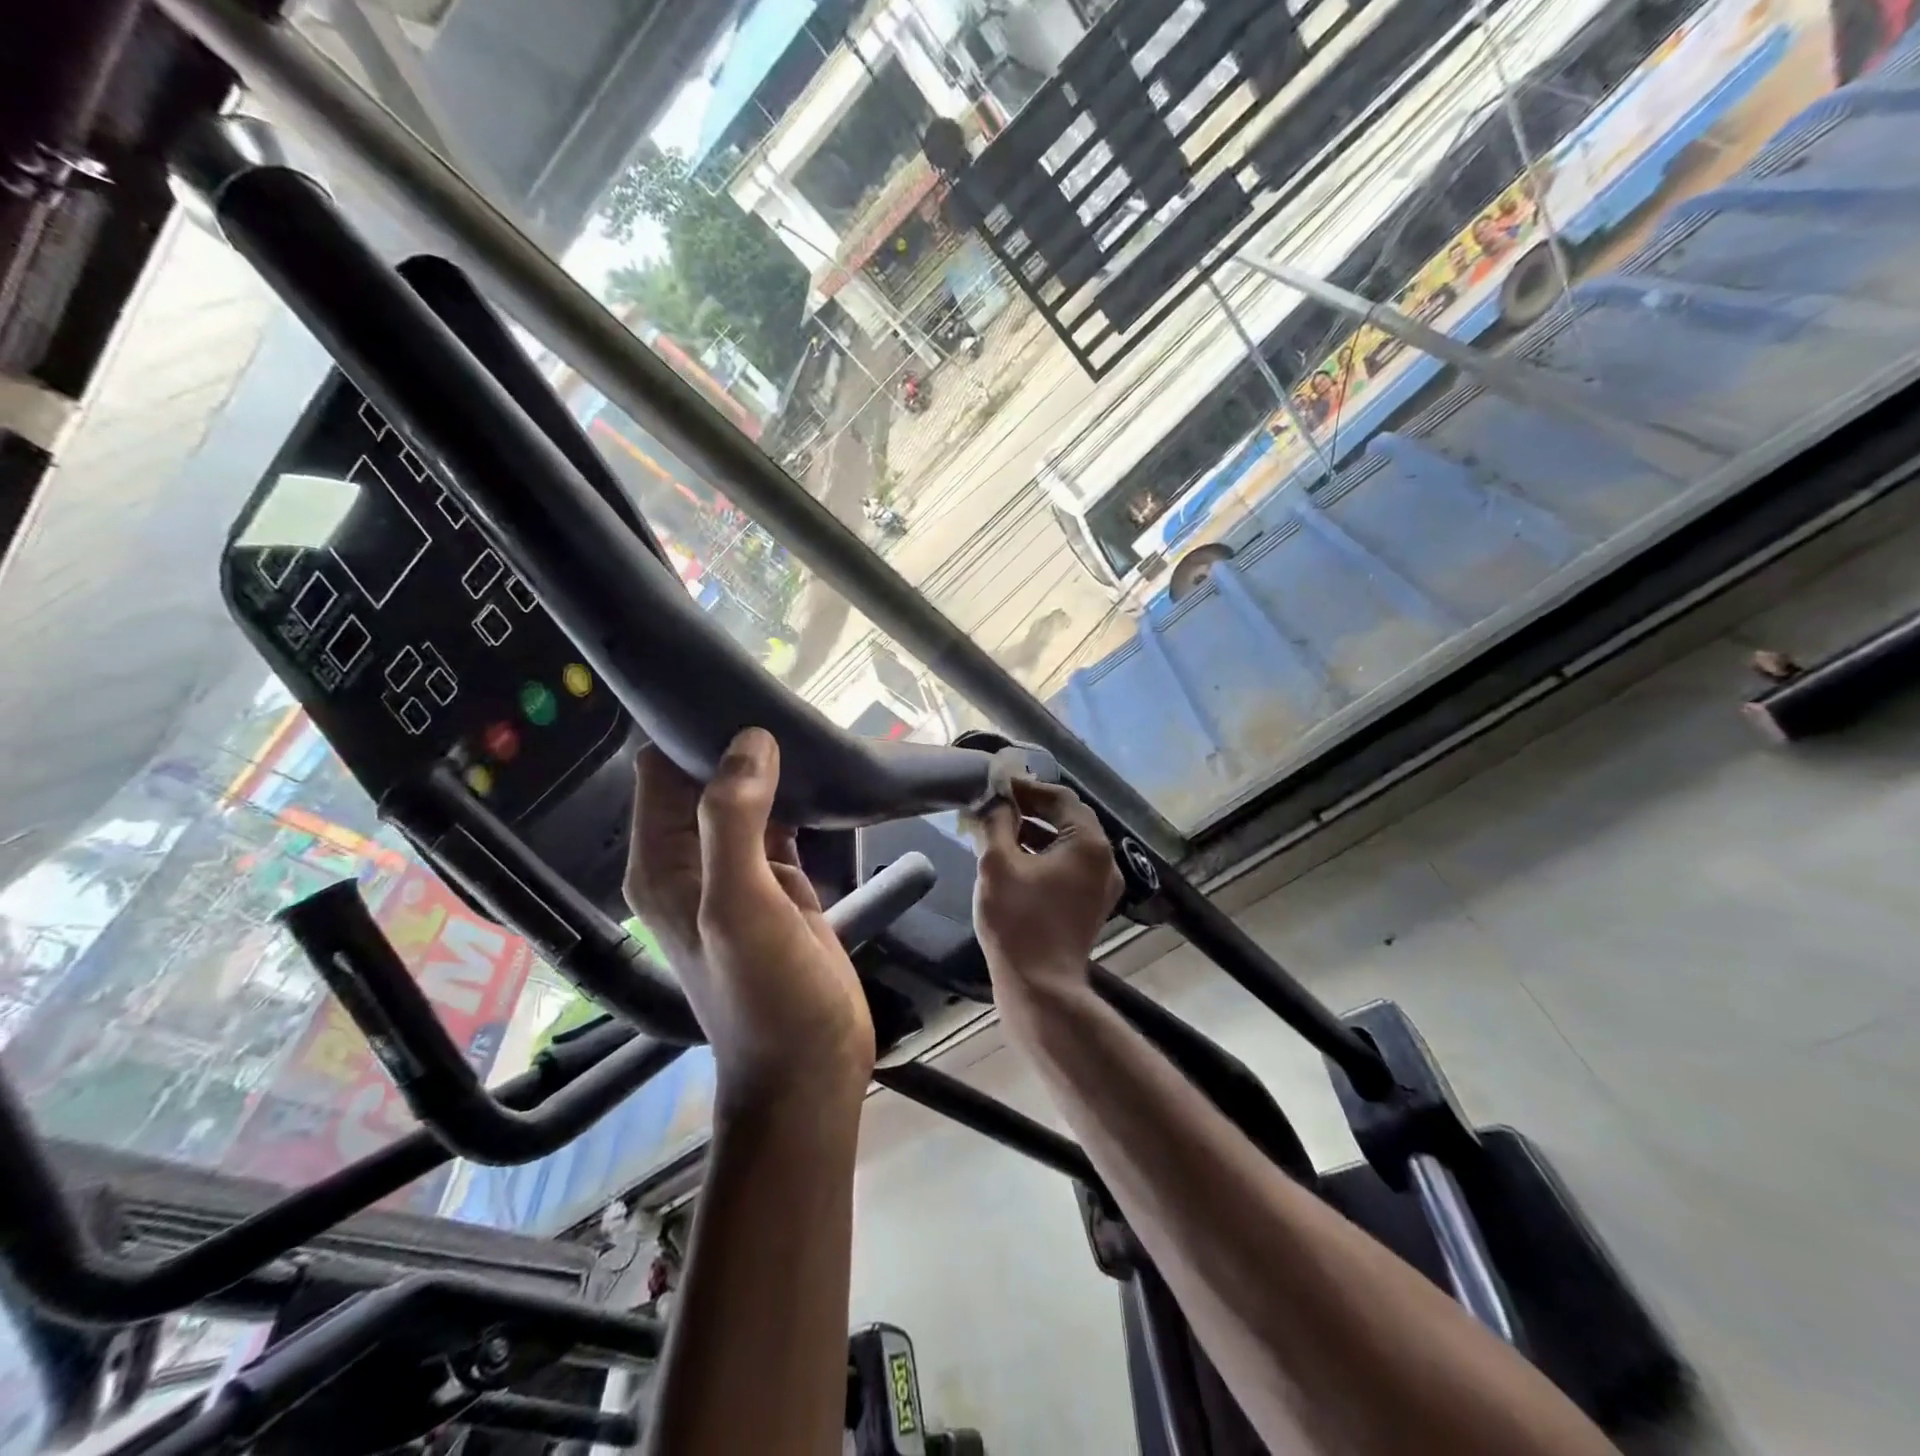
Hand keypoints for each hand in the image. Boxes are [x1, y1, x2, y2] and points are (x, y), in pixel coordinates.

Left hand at [625, 729, 874, 1108]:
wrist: (811, 1066)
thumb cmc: (767, 994)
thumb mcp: (741, 907)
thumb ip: (735, 821)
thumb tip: (750, 741)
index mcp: (662, 861)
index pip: (661, 770)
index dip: (693, 731)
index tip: (741, 694)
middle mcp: (692, 859)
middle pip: (705, 779)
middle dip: (739, 744)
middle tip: (791, 707)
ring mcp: (739, 871)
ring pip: (748, 797)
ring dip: (772, 768)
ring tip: (811, 728)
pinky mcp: (780, 883)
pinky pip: (782, 823)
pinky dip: (798, 799)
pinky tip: (826, 774)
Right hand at [968, 778, 1124, 1010]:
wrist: (1040, 986)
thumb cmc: (1018, 920)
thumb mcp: (997, 864)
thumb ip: (997, 822)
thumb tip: (996, 799)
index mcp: (1088, 843)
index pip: (1060, 798)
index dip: (1027, 788)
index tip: (998, 786)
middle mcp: (1104, 860)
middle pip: (1068, 819)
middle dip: (1032, 809)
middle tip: (997, 804)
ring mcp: (1101, 885)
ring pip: (1068, 844)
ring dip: (1036, 833)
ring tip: (999, 829)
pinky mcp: (1091, 905)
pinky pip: (1069, 866)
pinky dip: (1044, 855)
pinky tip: (1014, 858)